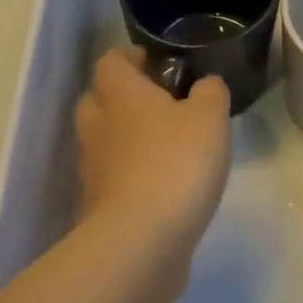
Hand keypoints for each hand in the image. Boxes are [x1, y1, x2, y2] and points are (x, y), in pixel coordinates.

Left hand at [75, 49, 231, 276]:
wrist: (139, 245)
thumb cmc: (175, 163)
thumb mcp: (210, 116)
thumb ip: (210, 92)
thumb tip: (205, 85)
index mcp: (121, 95)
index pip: (110, 61)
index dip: (131, 58)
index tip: (158, 64)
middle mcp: (98, 127)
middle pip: (98, 100)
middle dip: (123, 98)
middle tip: (160, 103)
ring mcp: (92, 171)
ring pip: (103, 142)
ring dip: (127, 140)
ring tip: (167, 146)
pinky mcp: (96, 210)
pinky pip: (111, 180)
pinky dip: (130, 178)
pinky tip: (162, 186)